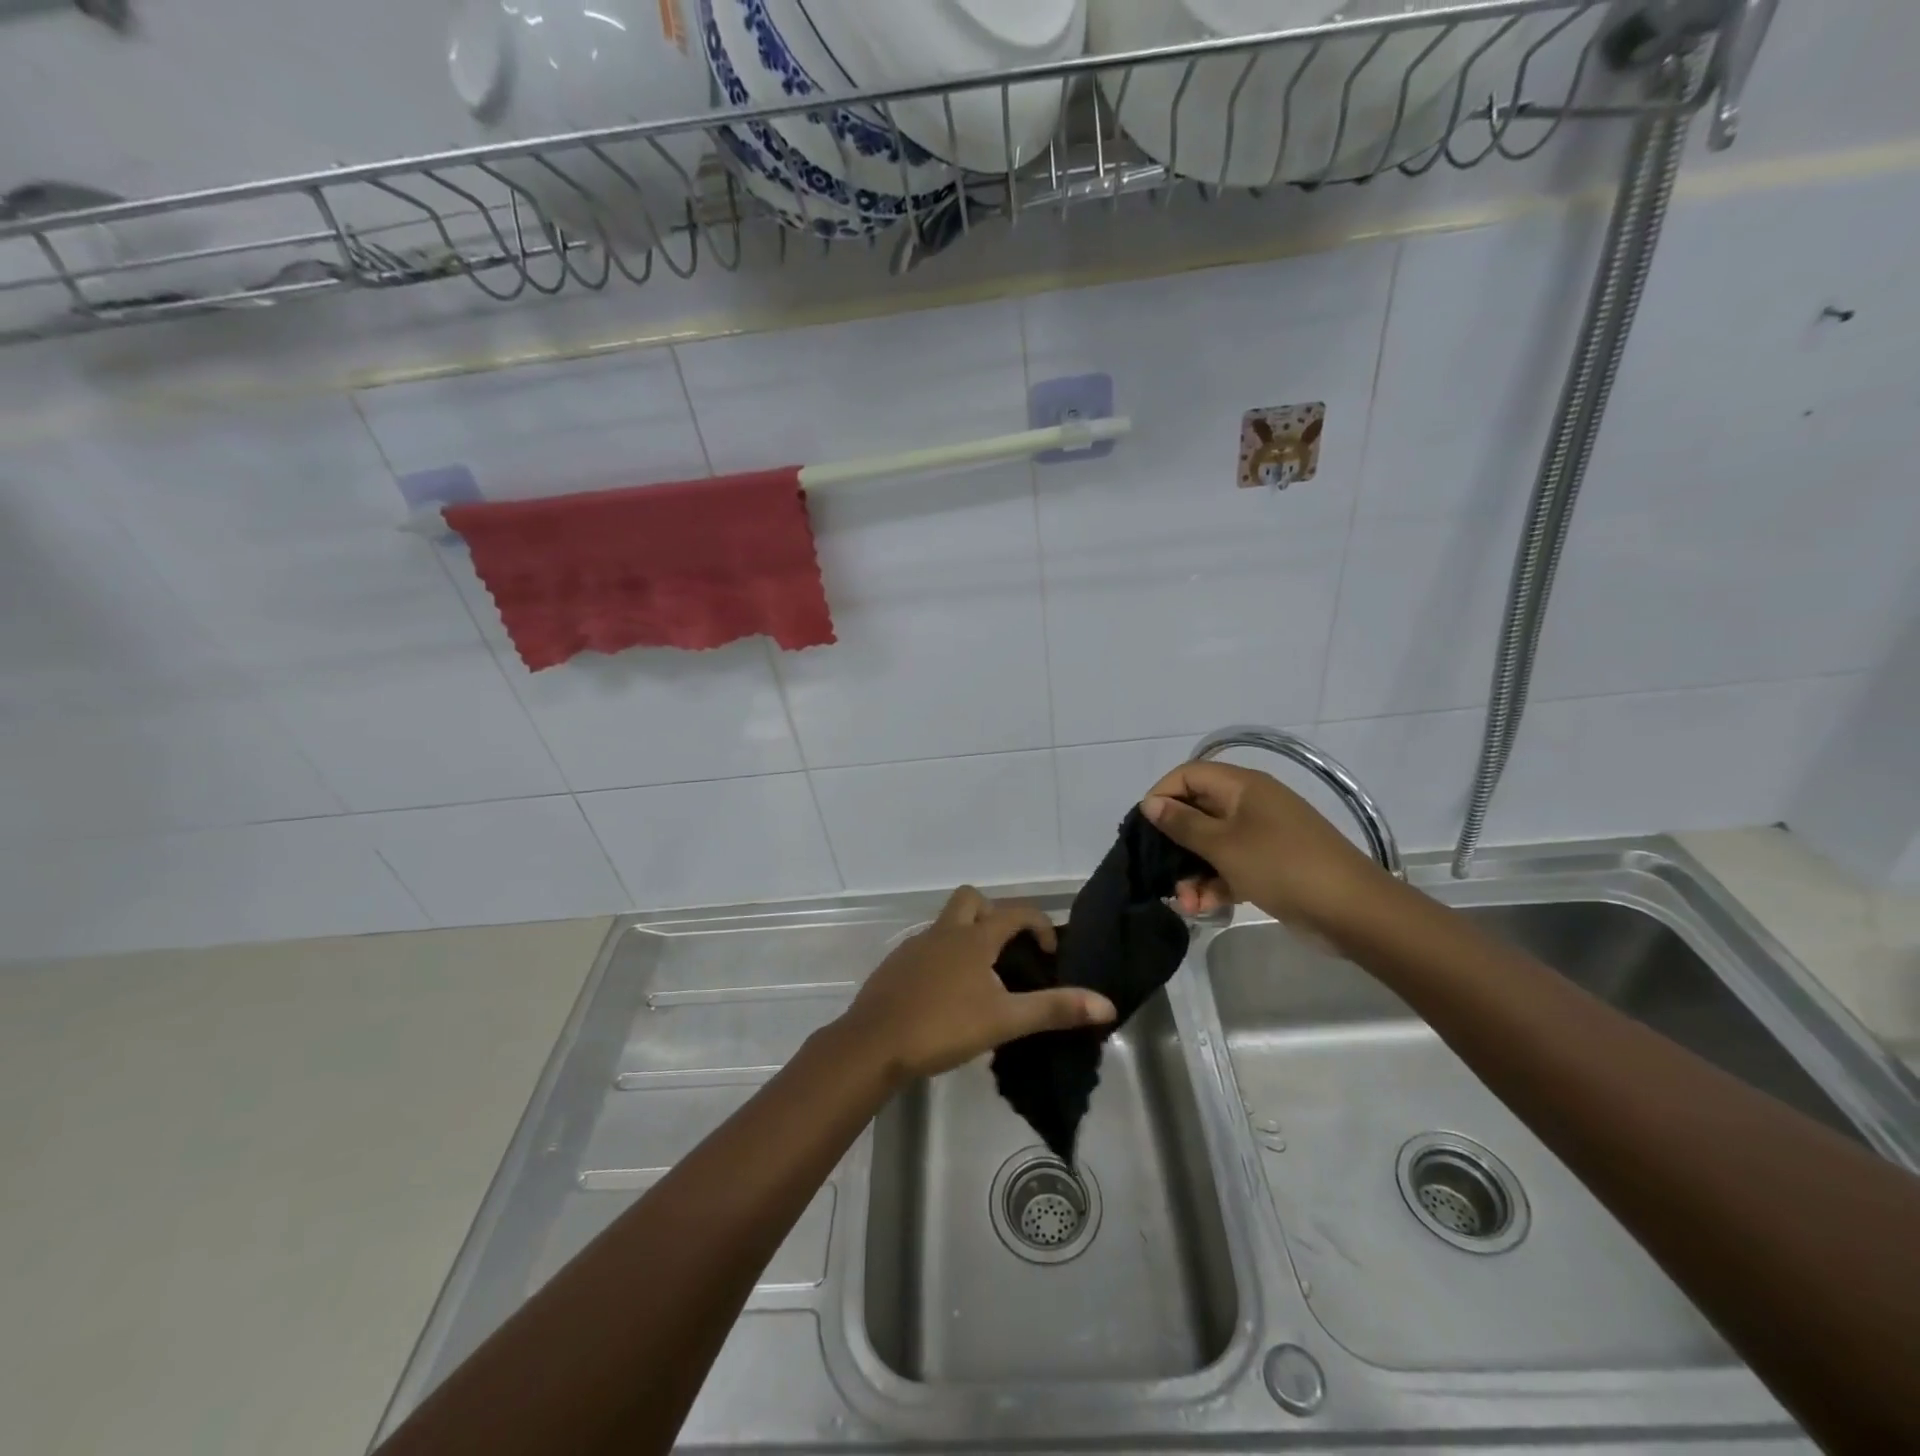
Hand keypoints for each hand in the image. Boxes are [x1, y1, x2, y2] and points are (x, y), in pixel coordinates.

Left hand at [837, 886, 1116, 1085]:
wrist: (873, 1043)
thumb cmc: (943, 1026)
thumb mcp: (1005, 1020)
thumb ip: (1054, 1009)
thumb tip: (1106, 1003)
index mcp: (973, 937)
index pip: (1015, 911)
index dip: (1039, 924)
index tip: (1049, 954)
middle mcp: (944, 932)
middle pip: (972, 900)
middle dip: (995, 916)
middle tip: (1007, 953)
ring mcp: (915, 946)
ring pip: (947, 924)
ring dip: (968, 938)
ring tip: (983, 980)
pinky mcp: (896, 966)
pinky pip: (927, 948)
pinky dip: (944, 959)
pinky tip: (947, 996)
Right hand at [1141, 761, 1391, 934]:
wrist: (1352, 910)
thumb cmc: (1282, 866)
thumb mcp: (1224, 845)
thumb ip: (1183, 824)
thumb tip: (1150, 803)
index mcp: (1242, 786)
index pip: (1188, 775)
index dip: (1162, 795)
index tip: (1144, 828)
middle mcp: (1251, 804)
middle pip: (1197, 812)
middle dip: (1175, 845)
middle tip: (1160, 872)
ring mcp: (1262, 835)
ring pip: (1212, 845)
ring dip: (1192, 872)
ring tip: (1186, 903)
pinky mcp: (1270, 864)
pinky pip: (1231, 866)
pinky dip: (1215, 884)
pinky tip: (1204, 908)